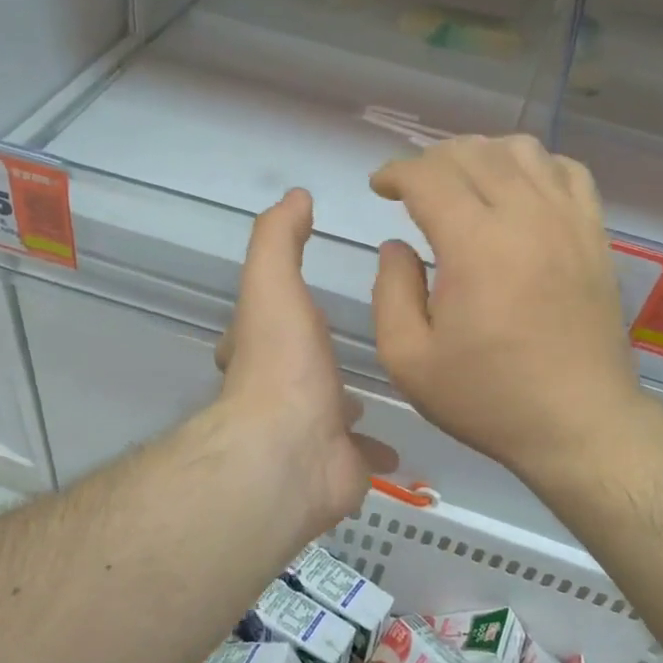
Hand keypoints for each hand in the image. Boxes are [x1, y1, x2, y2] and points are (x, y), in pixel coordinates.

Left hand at [215, 189, 395, 535]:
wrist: (291, 452)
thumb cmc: (283, 363)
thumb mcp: (274, 283)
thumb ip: (280, 238)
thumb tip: (295, 196)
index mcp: (260, 350)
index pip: (262, 324)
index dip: (276, 307)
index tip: (305, 296)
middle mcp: (277, 393)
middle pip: (296, 369)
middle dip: (316, 359)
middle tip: (349, 345)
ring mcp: (309, 433)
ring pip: (331, 413)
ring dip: (347, 403)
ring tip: (383, 383)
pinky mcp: (339, 467)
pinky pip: (362, 454)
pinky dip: (377, 448)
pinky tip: (401, 437)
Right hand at [370, 136, 642, 486]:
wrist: (580, 424)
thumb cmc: (488, 398)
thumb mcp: (409, 360)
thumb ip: (390, 292)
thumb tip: (397, 246)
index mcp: (475, 245)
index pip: (429, 175)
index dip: (396, 172)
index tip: (380, 187)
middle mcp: (525, 217)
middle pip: (472, 153)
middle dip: (432, 160)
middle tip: (413, 188)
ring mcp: (568, 221)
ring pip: (522, 150)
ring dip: (482, 154)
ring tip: (464, 183)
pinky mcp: (595, 234)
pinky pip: (568, 171)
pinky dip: (536, 166)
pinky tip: (520, 191)